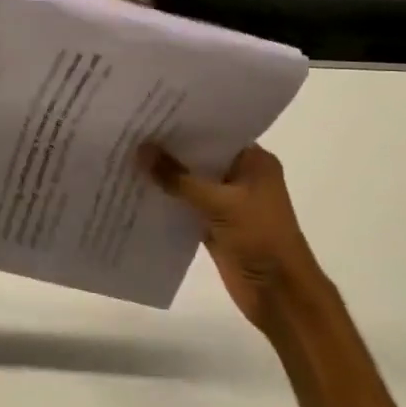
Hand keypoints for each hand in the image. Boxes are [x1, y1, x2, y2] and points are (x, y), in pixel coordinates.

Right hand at [139, 142, 324, 332]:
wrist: (279, 295)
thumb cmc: (260, 238)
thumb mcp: (219, 203)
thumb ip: (178, 178)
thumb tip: (141, 149)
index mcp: (253, 162)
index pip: (215, 132)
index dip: (184, 123)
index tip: (150, 112)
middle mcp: (240, 177)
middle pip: (199, 157)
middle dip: (168, 148)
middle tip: (130, 130)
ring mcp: (227, 202)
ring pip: (189, 182)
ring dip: (164, 175)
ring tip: (126, 155)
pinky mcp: (214, 225)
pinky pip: (184, 206)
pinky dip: (165, 200)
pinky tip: (135, 189)